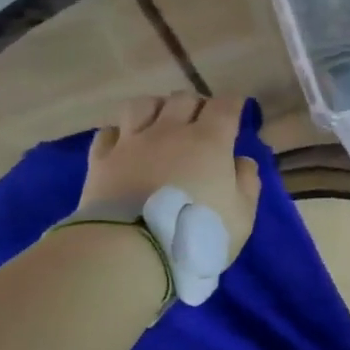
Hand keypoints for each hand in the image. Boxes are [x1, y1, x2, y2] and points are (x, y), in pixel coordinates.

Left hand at [80, 94, 262, 265]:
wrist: (132, 249)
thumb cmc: (197, 234)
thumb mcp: (242, 216)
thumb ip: (247, 183)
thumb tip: (241, 160)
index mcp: (209, 141)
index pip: (224, 106)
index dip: (233, 104)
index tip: (237, 109)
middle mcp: (169, 131)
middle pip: (183, 99)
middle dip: (196, 105)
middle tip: (201, 121)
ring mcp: (131, 142)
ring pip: (142, 105)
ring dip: (156, 108)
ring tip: (161, 122)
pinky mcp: (102, 159)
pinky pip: (108, 132)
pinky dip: (120, 133)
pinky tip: (125, 143)